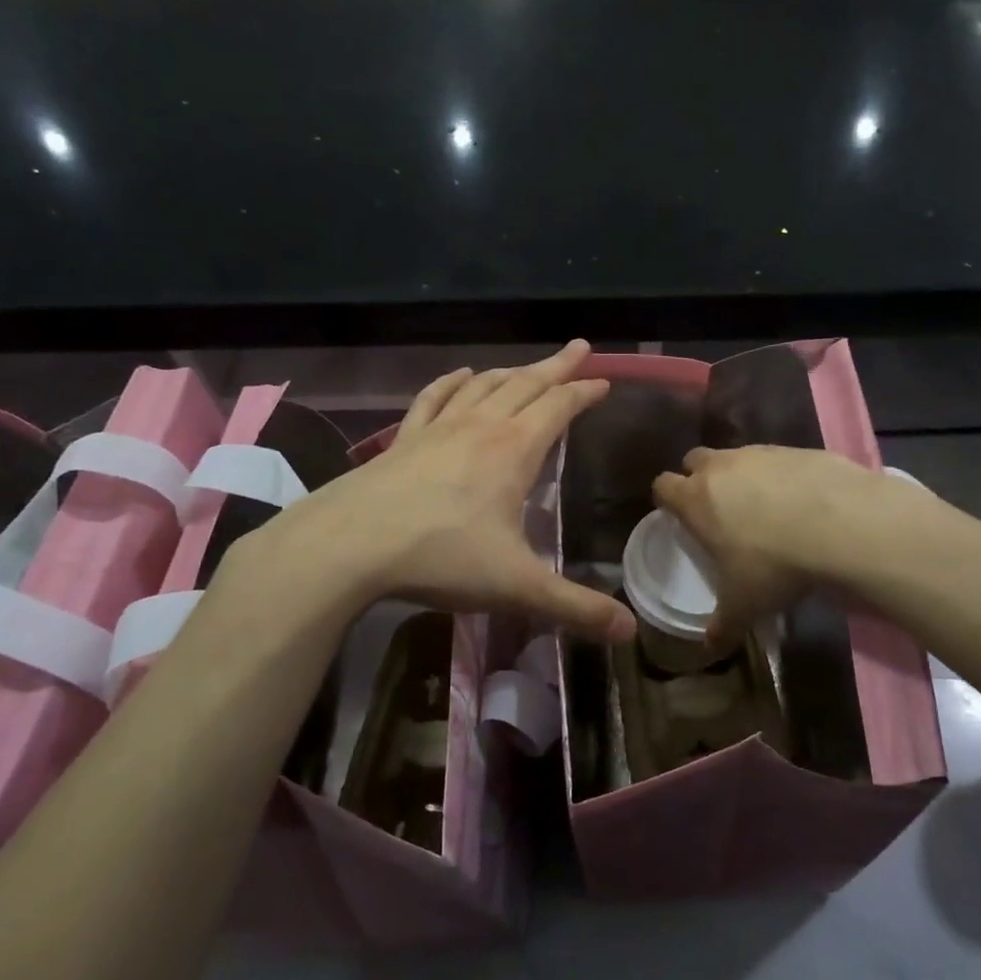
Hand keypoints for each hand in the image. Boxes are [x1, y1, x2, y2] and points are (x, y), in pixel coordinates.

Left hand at [236, 341, 635, 641]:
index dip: (584, 392)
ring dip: (511, 371)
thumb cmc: (442, 558)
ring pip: (483, 386)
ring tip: (528, 367)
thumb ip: (575, 608)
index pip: (558, 408)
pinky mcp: (404, 439)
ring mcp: (438, 429)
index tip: (603, 381)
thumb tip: (630, 632)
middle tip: (579, 347)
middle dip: (556, 367)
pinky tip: (460, 376)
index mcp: (514, 450)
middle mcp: (480, 427)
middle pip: (526, 385)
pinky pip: (434, 398)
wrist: (350, 545)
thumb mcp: (517, 587)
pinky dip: (452, 382)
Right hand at [652, 445, 897, 644]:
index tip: (678, 518)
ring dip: (741, 476)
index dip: (667, 500)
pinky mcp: (797, 449)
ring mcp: (761, 453)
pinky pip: (777, 459)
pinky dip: (781, 477)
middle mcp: (722, 467)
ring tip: (764, 510)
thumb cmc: (774, 564)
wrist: (842, 523)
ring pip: (737, 457)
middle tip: (717, 511)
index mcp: (696, 499)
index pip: (663, 486)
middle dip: (699, 479)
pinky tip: (802, 504)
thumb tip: (710, 648)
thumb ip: (722, 626)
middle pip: (695, 460)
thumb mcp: (744, 605)